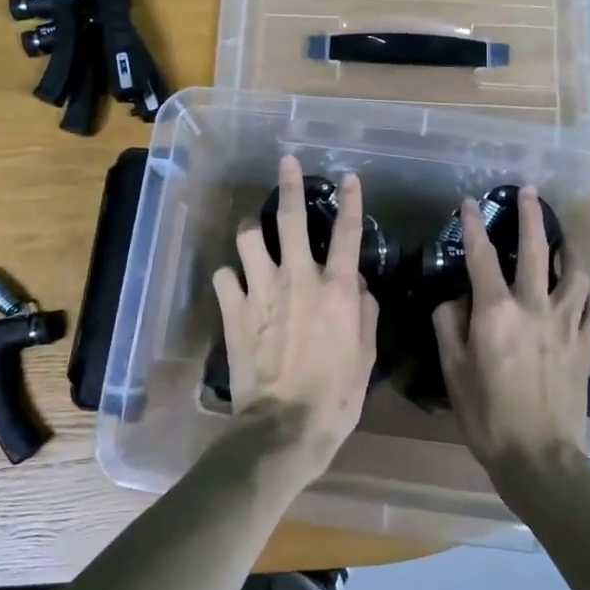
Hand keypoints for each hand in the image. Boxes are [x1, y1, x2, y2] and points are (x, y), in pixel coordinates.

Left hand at [213, 154, 378, 476]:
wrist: (284, 426)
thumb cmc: (335, 396)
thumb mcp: (366, 357)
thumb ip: (364, 313)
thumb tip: (357, 285)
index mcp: (335, 289)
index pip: (347, 233)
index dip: (350, 201)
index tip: (350, 177)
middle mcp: (297, 278)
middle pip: (290, 218)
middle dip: (289, 184)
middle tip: (286, 163)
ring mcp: (261, 290)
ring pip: (248, 238)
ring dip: (251, 231)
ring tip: (252, 234)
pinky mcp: (233, 309)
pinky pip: (224, 276)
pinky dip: (230, 277)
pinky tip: (234, 285)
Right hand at [432, 186, 589, 486]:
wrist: (539, 457)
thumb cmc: (486, 415)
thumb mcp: (452, 370)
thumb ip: (448, 326)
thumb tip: (454, 300)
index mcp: (496, 311)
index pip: (481, 257)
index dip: (474, 226)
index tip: (469, 204)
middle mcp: (534, 307)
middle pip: (536, 250)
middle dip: (530, 216)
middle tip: (529, 193)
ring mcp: (566, 324)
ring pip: (575, 274)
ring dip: (569, 251)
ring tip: (564, 240)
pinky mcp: (586, 345)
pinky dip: (588, 294)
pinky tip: (582, 292)